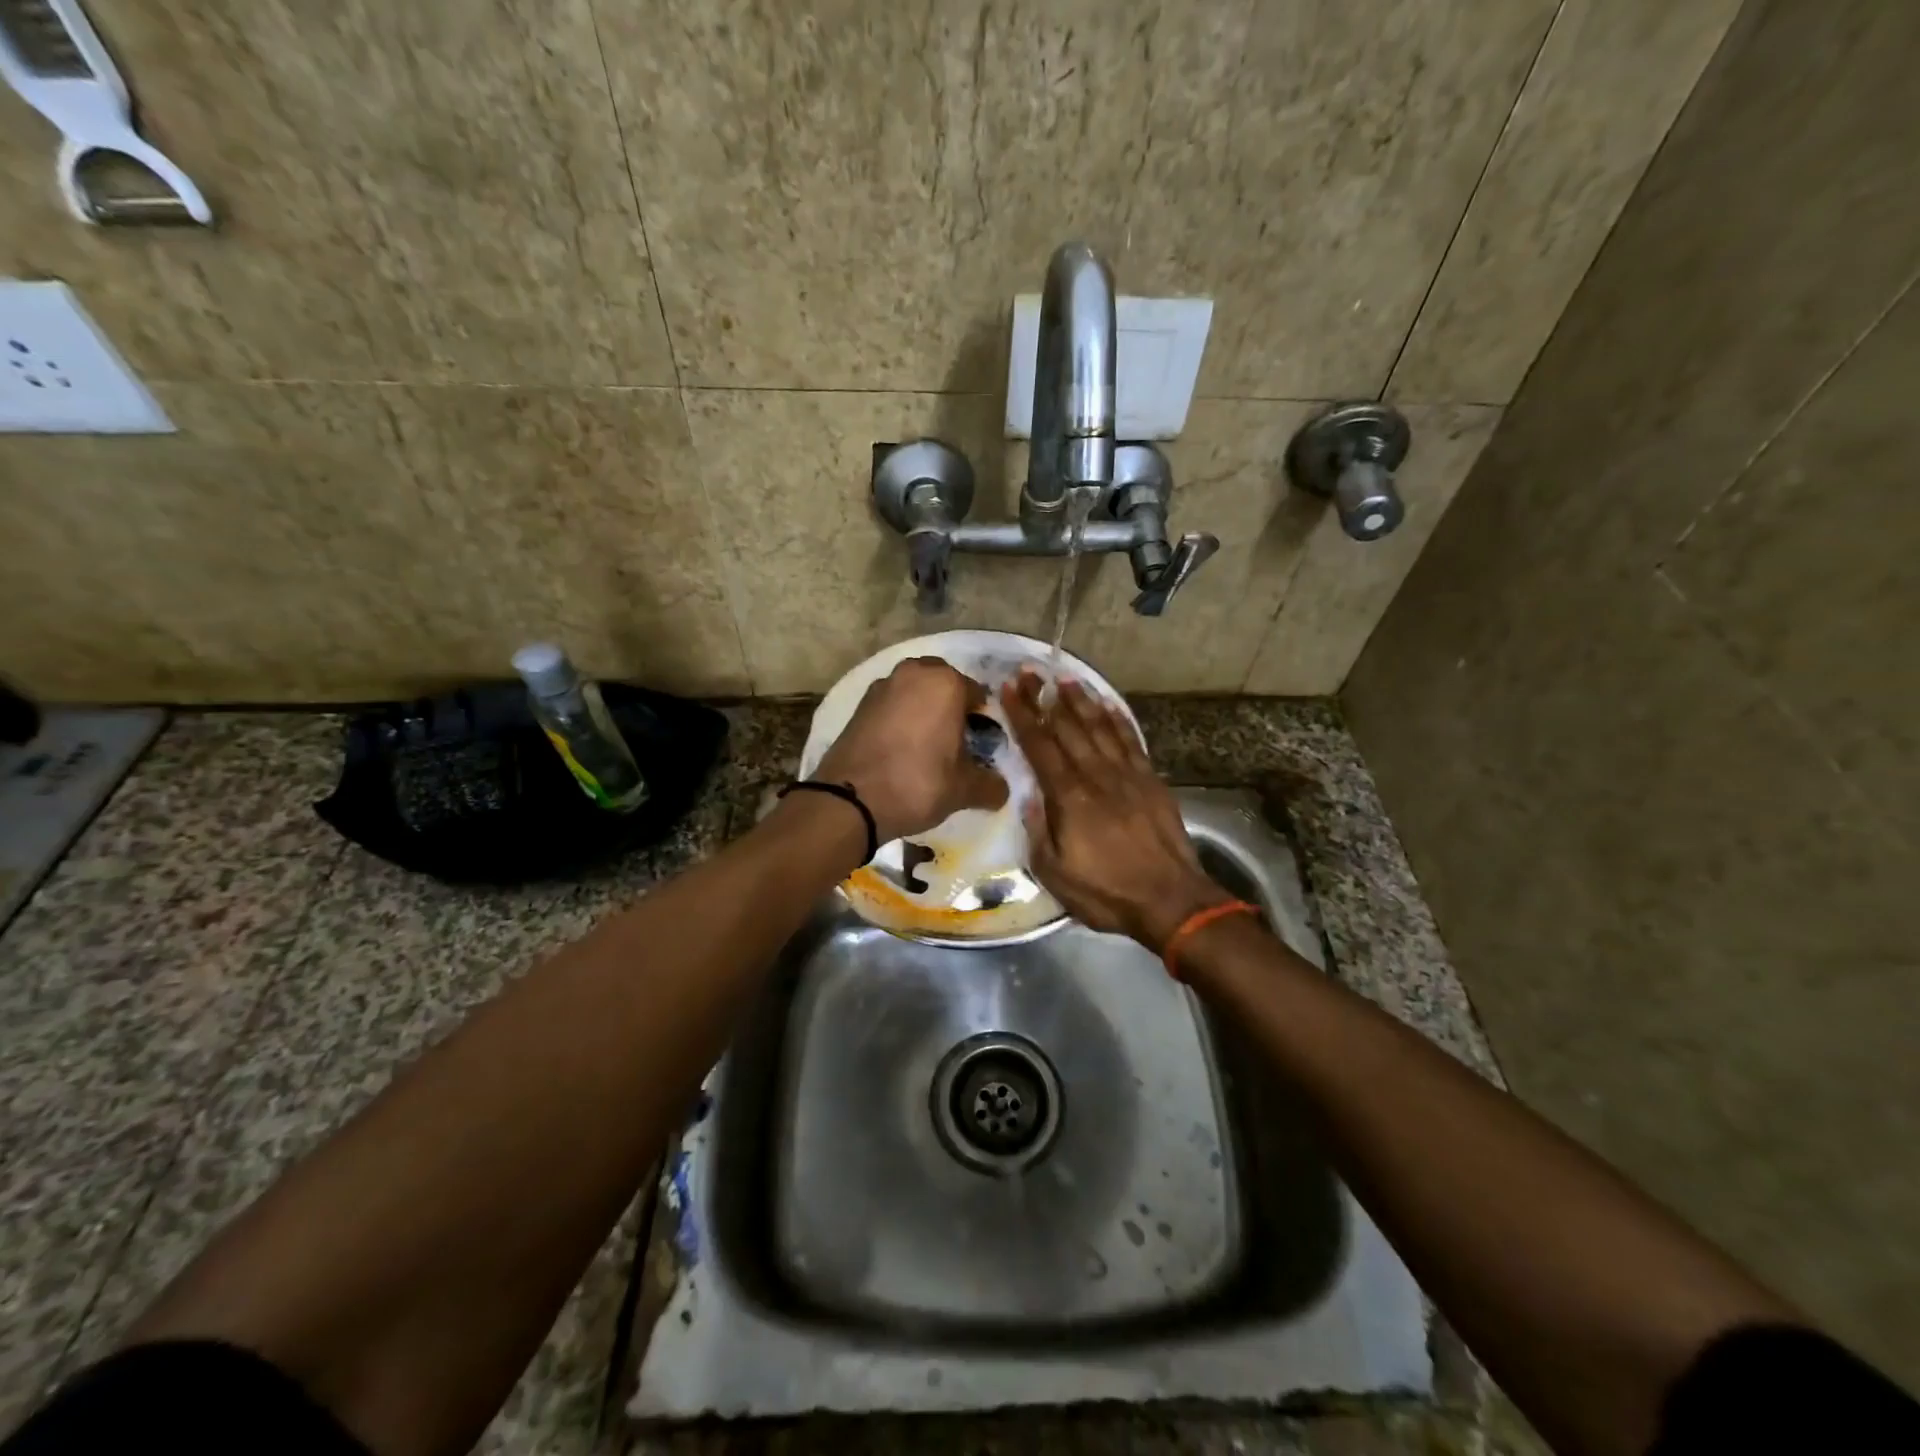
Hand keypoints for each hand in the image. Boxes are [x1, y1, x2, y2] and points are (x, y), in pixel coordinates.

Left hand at [814, 657, 1008, 841]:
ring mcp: (883, 686)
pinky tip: (902, 747)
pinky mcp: (860, 704)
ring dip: (924, 709)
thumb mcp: (963, 790)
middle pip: (944, 684)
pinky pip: (892, 704)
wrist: (851, 799)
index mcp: (946, 683)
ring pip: (915, 691)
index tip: (982, 745)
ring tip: (928, 745)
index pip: (978, 694)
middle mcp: (914, 673)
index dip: (983, 720)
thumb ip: (990, 785)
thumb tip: (1001, 789)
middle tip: (956, 741)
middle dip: (952, 706)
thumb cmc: (918, 783)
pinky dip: (900, 717)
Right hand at [1000, 669, 1230, 949]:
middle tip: (1030, 671)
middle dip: (1045, 697)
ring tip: (1065, 679)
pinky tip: (1108, 705)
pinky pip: (1131, 741)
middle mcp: (1097, 775)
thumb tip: (1030, 799)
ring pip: (1100, 727)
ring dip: (1081, 701)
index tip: (1009, 688)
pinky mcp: (1151, 781)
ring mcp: (1128, 775)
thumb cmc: (1107, 892)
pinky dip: (1118, 719)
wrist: (1171, 901)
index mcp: (1069, 796)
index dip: (1023, 714)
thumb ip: (1039, 832)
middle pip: (1067, 727)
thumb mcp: (1055, 873)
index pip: (1040, 746)